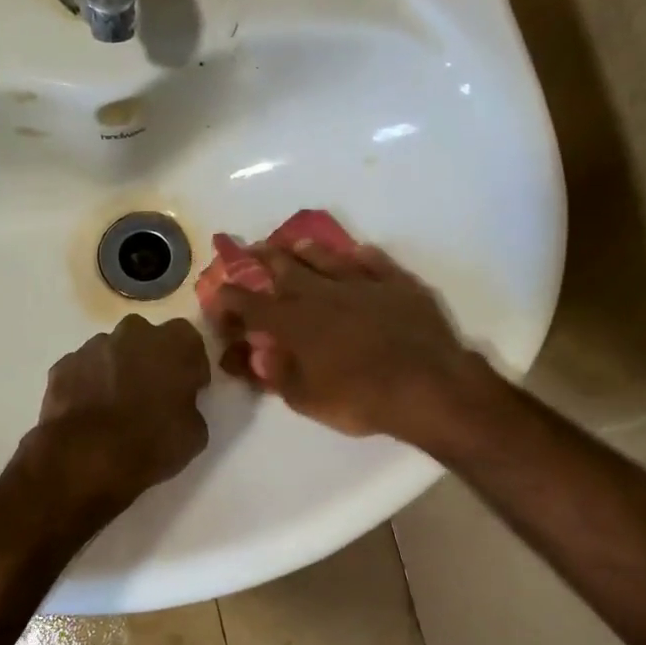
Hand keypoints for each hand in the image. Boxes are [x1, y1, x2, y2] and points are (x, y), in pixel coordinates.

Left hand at [30, 314, 211, 507]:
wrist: (86, 458)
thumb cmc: (151, 443)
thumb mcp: (195, 434)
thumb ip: (190, 406)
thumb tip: (180, 405)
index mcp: (174, 343)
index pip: (189, 342)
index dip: (190, 366)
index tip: (189, 389)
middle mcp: (134, 333)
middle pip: (148, 339)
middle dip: (151, 360)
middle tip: (152, 393)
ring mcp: (94, 346)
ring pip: (113, 352)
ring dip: (118, 370)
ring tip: (116, 406)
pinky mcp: (63, 365)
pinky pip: (84, 369)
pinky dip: (88, 384)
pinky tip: (90, 412)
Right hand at [206, 239, 491, 441]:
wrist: (427, 385)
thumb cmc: (361, 399)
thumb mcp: (308, 400)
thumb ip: (279, 375)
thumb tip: (260, 356)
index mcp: (295, 322)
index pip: (252, 304)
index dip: (231, 298)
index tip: (218, 293)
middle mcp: (323, 294)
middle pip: (286, 269)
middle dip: (263, 259)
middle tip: (251, 250)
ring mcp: (362, 284)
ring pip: (327, 258)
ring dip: (307, 251)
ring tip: (294, 244)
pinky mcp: (398, 284)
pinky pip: (375, 262)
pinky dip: (362, 256)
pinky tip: (358, 252)